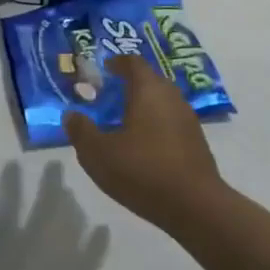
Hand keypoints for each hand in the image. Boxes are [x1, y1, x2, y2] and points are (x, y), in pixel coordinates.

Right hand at [63, 55, 223, 230]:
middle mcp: (171, 96)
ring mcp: (188, 119)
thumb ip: (81, 131)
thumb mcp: (98, 154)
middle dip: (128, 85)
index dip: (116, 63)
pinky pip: (171, 122)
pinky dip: (156, 126)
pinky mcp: (197, 142)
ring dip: (143, 107)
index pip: (133, 62)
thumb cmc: (143, 171)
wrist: (196, 207)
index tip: (102, 72)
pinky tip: (144, 148)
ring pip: (162, 102)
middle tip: (108, 99)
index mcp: (148, 89)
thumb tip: (72, 115)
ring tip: (123, 125)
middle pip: (149, 80)